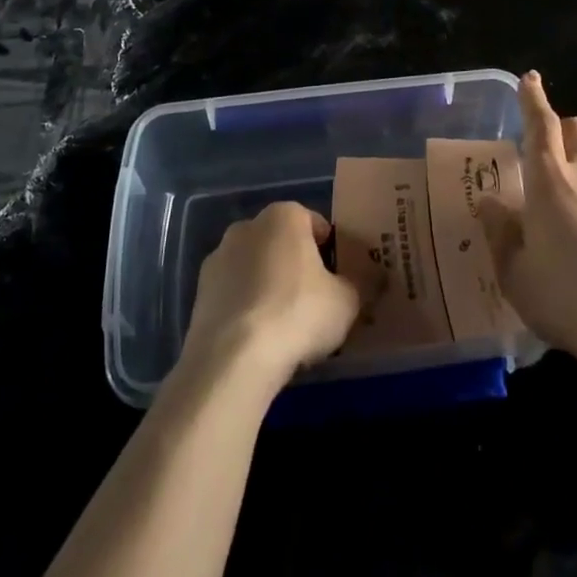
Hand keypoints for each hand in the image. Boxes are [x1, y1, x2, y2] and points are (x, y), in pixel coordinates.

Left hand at [181, 202, 361, 394]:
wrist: (232, 359)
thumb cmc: (297, 313)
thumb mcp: (348, 300)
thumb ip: (365, 282)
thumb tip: (378, 276)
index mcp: (284, 216)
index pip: (317, 224)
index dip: (333, 252)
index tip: (342, 281)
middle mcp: (247, 227)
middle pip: (284, 244)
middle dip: (299, 267)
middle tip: (318, 303)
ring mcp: (218, 259)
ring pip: (256, 269)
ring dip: (270, 288)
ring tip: (288, 328)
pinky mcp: (199, 294)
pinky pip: (235, 295)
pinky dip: (248, 309)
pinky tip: (261, 340)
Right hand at [480, 71, 576, 366]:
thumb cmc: (562, 296)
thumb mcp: (514, 270)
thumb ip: (499, 230)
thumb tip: (489, 203)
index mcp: (549, 181)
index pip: (541, 124)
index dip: (533, 99)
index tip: (530, 79)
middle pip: (576, 130)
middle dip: (559, 126)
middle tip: (542, 147)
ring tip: (563, 219)